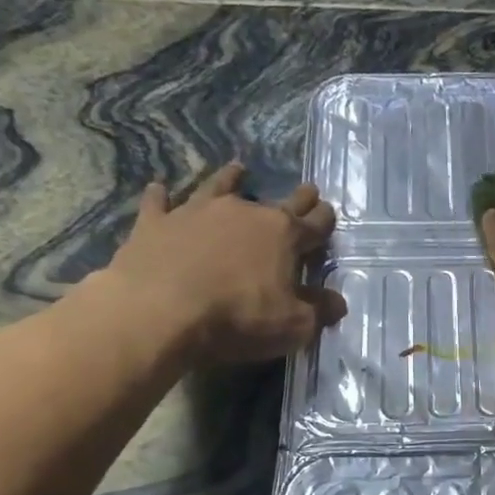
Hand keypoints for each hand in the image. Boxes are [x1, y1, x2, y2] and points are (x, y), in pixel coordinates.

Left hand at [92, 162, 346, 366]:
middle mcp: (244, 212)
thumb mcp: (293, 325)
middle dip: (297, 197)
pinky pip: (160, 203)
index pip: (314, 223)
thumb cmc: (238, 317)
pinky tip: (159, 189)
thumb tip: (338, 302)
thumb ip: (318, 311)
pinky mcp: (156, 222)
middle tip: (307, 189)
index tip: (329, 212)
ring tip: (237, 169)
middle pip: (278, 201)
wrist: (159, 311)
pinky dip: (161, 196)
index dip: (324, 220)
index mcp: (283, 234)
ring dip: (230, 178)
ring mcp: (197, 212)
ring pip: (219, 187)